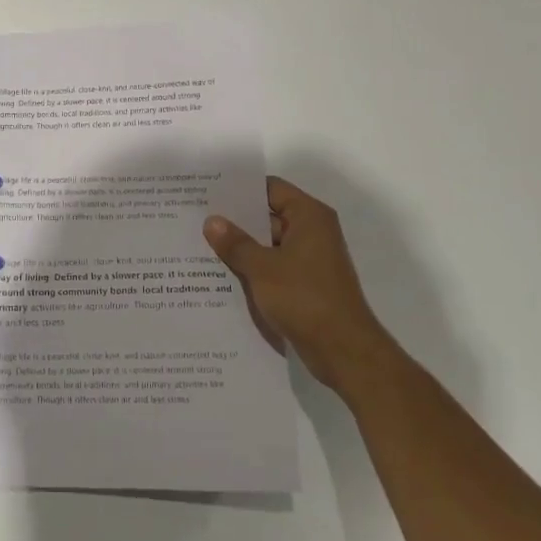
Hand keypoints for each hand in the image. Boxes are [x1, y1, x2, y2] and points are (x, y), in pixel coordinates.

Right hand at [204, 176, 391, 394]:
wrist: (344, 351)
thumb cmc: (305, 298)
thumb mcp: (262, 268)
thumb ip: (235, 243)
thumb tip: (211, 221)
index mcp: (308, 216)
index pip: (270, 189)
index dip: (240, 189)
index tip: (208, 191)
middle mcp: (312, 231)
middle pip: (268, 215)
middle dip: (235, 220)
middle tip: (197, 218)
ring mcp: (310, 259)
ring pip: (268, 244)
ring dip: (242, 247)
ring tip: (201, 245)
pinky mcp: (306, 284)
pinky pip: (274, 266)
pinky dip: (253, 268)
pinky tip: (221, 274)